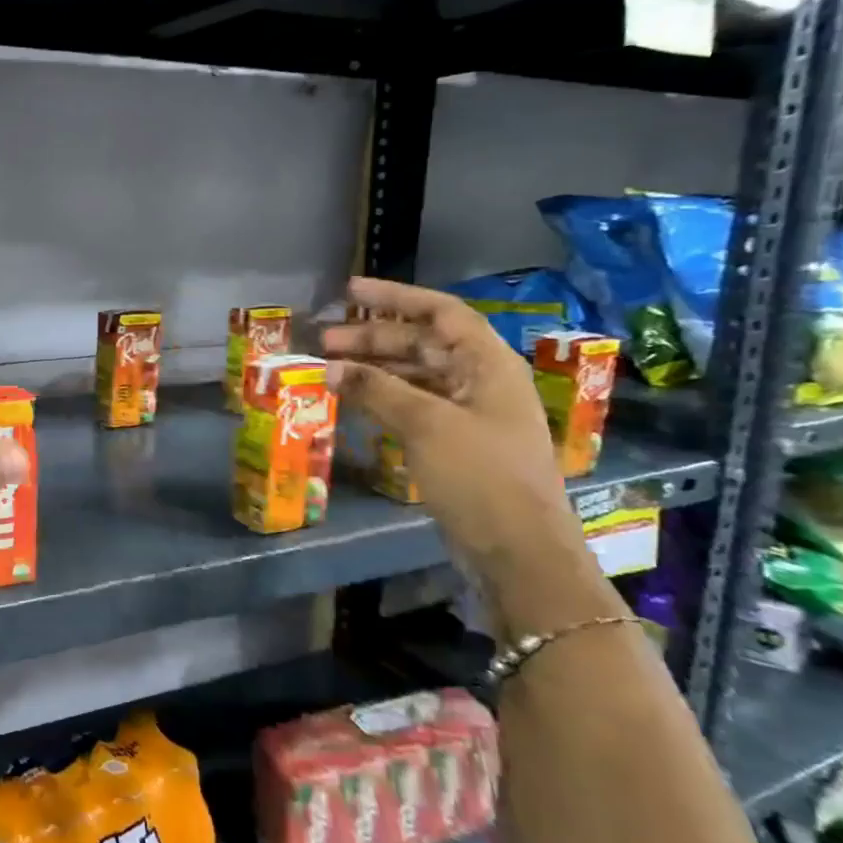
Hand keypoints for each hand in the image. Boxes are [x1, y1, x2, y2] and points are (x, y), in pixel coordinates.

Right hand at [319, 278, 606, 623]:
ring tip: (329, 371)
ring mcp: (469, 414)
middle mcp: (481, 381)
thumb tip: (329, 367)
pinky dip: (382, 399)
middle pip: (422, 344)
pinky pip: (413, 406)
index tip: (349, 291)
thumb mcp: (425, 424)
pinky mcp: (456, 443)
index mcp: (488, 364)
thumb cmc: (480, 475)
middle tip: (323, 342)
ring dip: (374, 369)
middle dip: (372, 338)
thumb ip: (376, 389)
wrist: (519, 550)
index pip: (440, 312)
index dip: (395, 296)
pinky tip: (352, 402)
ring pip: (414, 376)